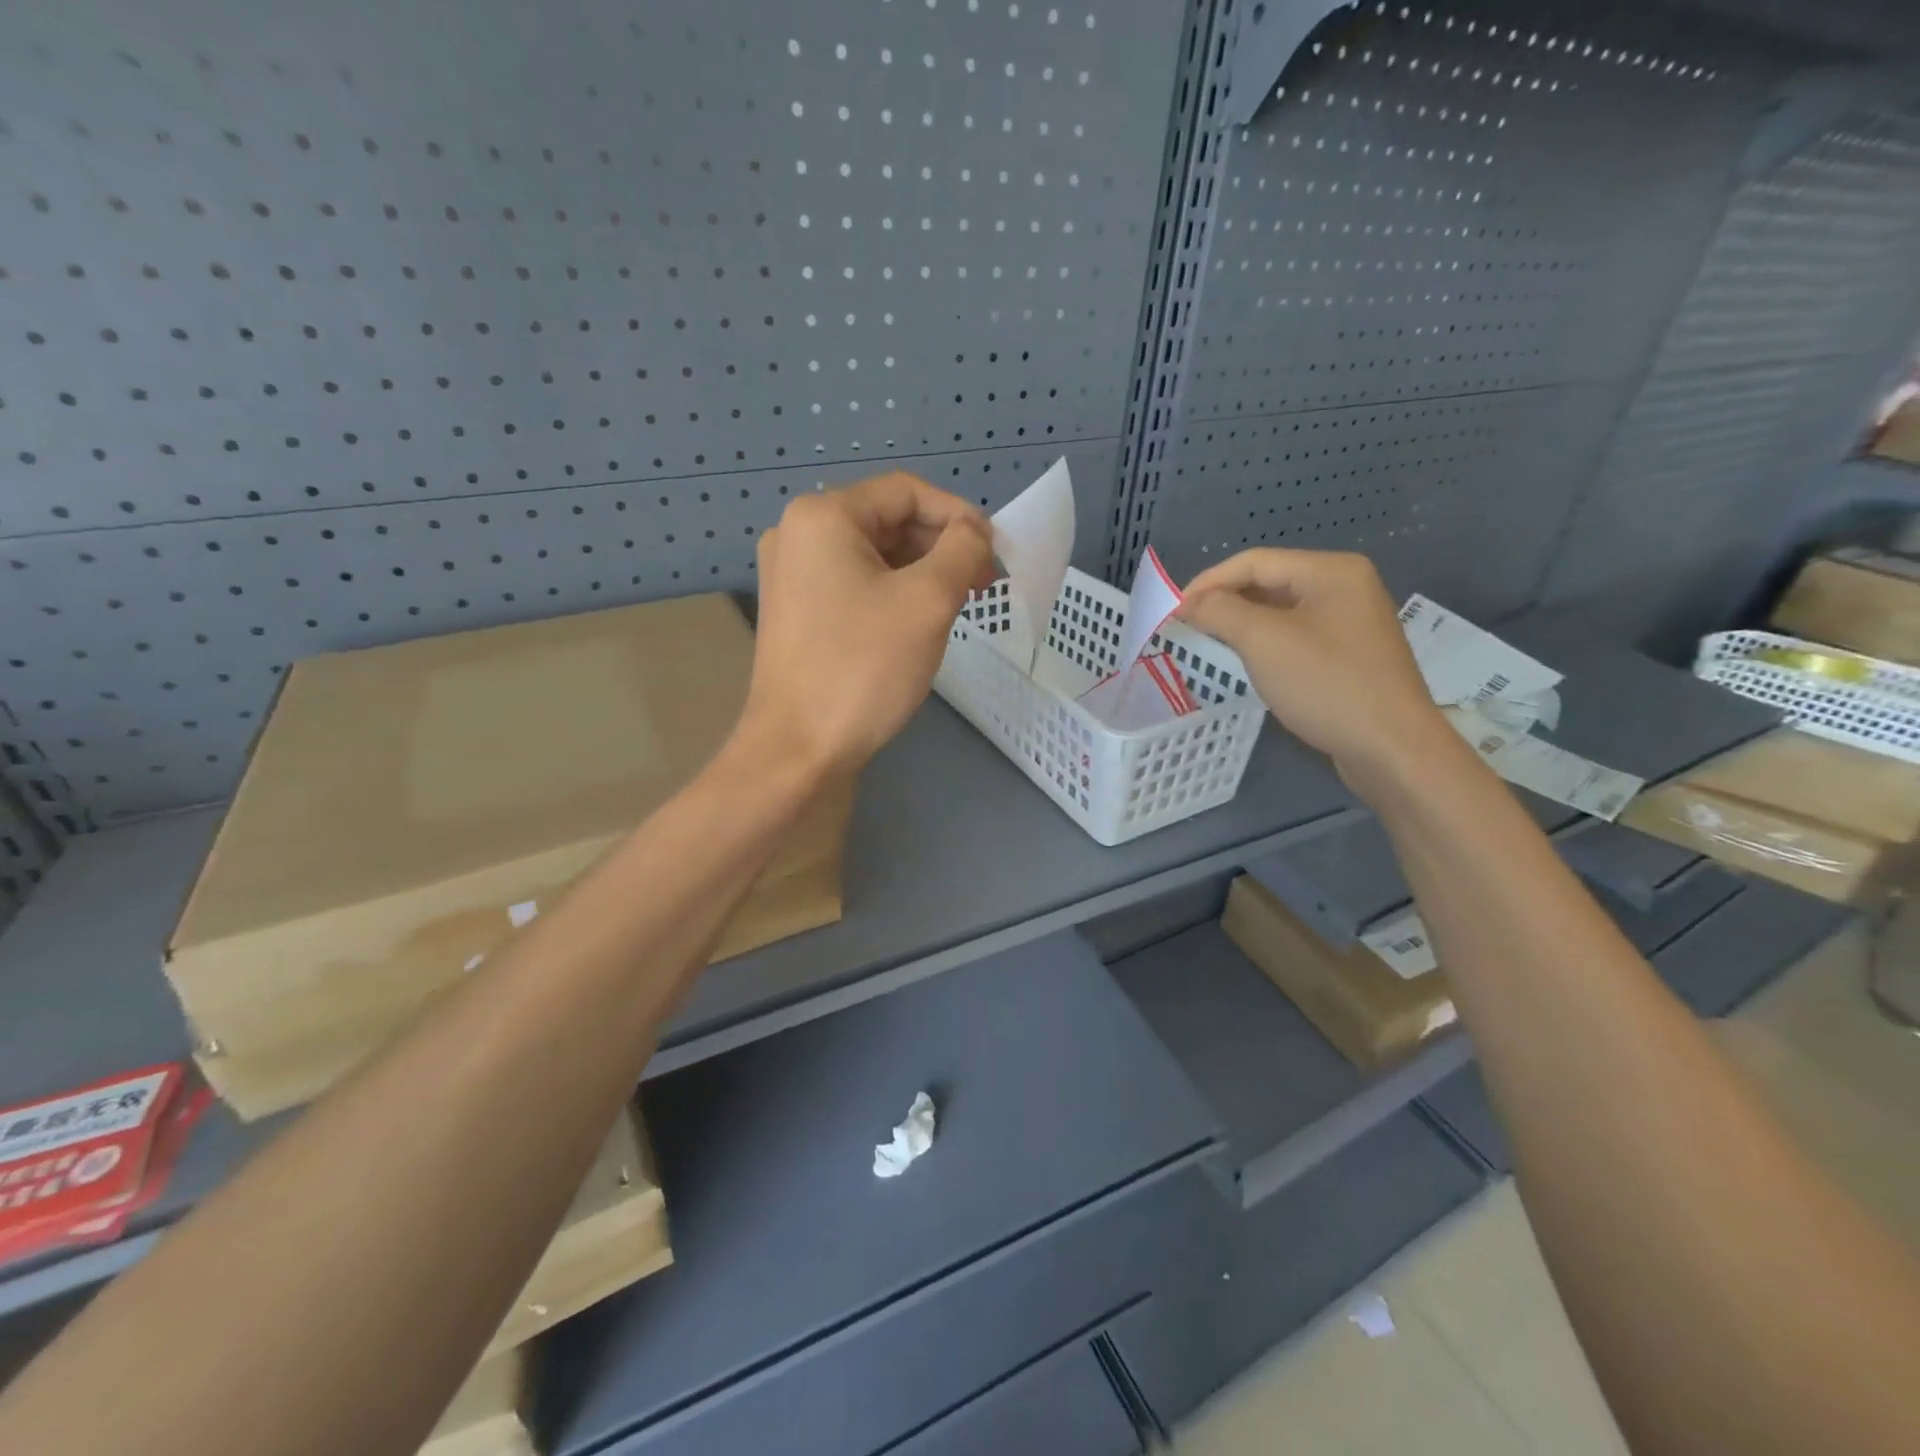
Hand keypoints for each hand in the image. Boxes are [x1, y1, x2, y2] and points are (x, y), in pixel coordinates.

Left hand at [742, 473, 992, 774]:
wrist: (798, 750)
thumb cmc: (863, 668)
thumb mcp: (927, 601)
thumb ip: (962, 550)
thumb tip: (974, 532)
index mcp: (822, 516)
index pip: (906, 491)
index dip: (959, 515)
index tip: (995, 552)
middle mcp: (797, 534)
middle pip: (888, 520)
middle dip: (941, 546)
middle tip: (982, 582)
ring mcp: (791, 575)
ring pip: (873, 555)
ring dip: (921, 571)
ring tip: (958, 603)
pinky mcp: (796, 612)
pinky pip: (854, 584)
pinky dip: (893, 592)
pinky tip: (919, 620)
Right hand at [1177, 548, 1452, 787]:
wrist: (1391, 746)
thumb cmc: (1326, 684)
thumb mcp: (1263, 642)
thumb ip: (1220, 612)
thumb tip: (1189, 602)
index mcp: (1330, 571)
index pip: (1254, 562)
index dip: (1208, 581)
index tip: (1173, 610)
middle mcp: (1345, 586)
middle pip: (1269, 581)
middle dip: (1224, 600)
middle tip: (1187, 625)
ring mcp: (1351, 620)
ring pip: (1281, 609)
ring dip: (1242, 621)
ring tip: (1209, 639)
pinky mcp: (1350, 653)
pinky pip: (1296, 634)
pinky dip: (1265, 641)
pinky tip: (1248, 659)